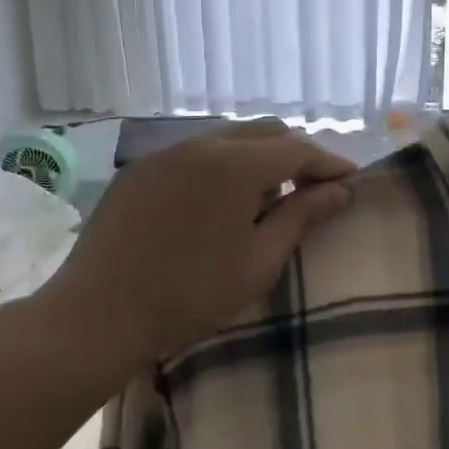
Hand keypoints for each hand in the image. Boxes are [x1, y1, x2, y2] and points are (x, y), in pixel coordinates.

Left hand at [24, 120, 354, 393]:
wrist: (96, 316)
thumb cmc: (190, 295)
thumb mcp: (259, 261)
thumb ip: (302, 217)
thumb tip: (340, 191)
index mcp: (234, 165)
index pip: (297, 149)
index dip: (329, 164)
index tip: (351, 182)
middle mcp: (199, 145)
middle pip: (264, 132)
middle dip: (296, 155)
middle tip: (313, 190)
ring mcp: (164, 154)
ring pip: (228, 138)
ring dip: (259, 158)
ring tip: (269, 198)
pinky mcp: (139, 170)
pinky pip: (194, 153)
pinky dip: (222, 165)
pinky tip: (221, 202)